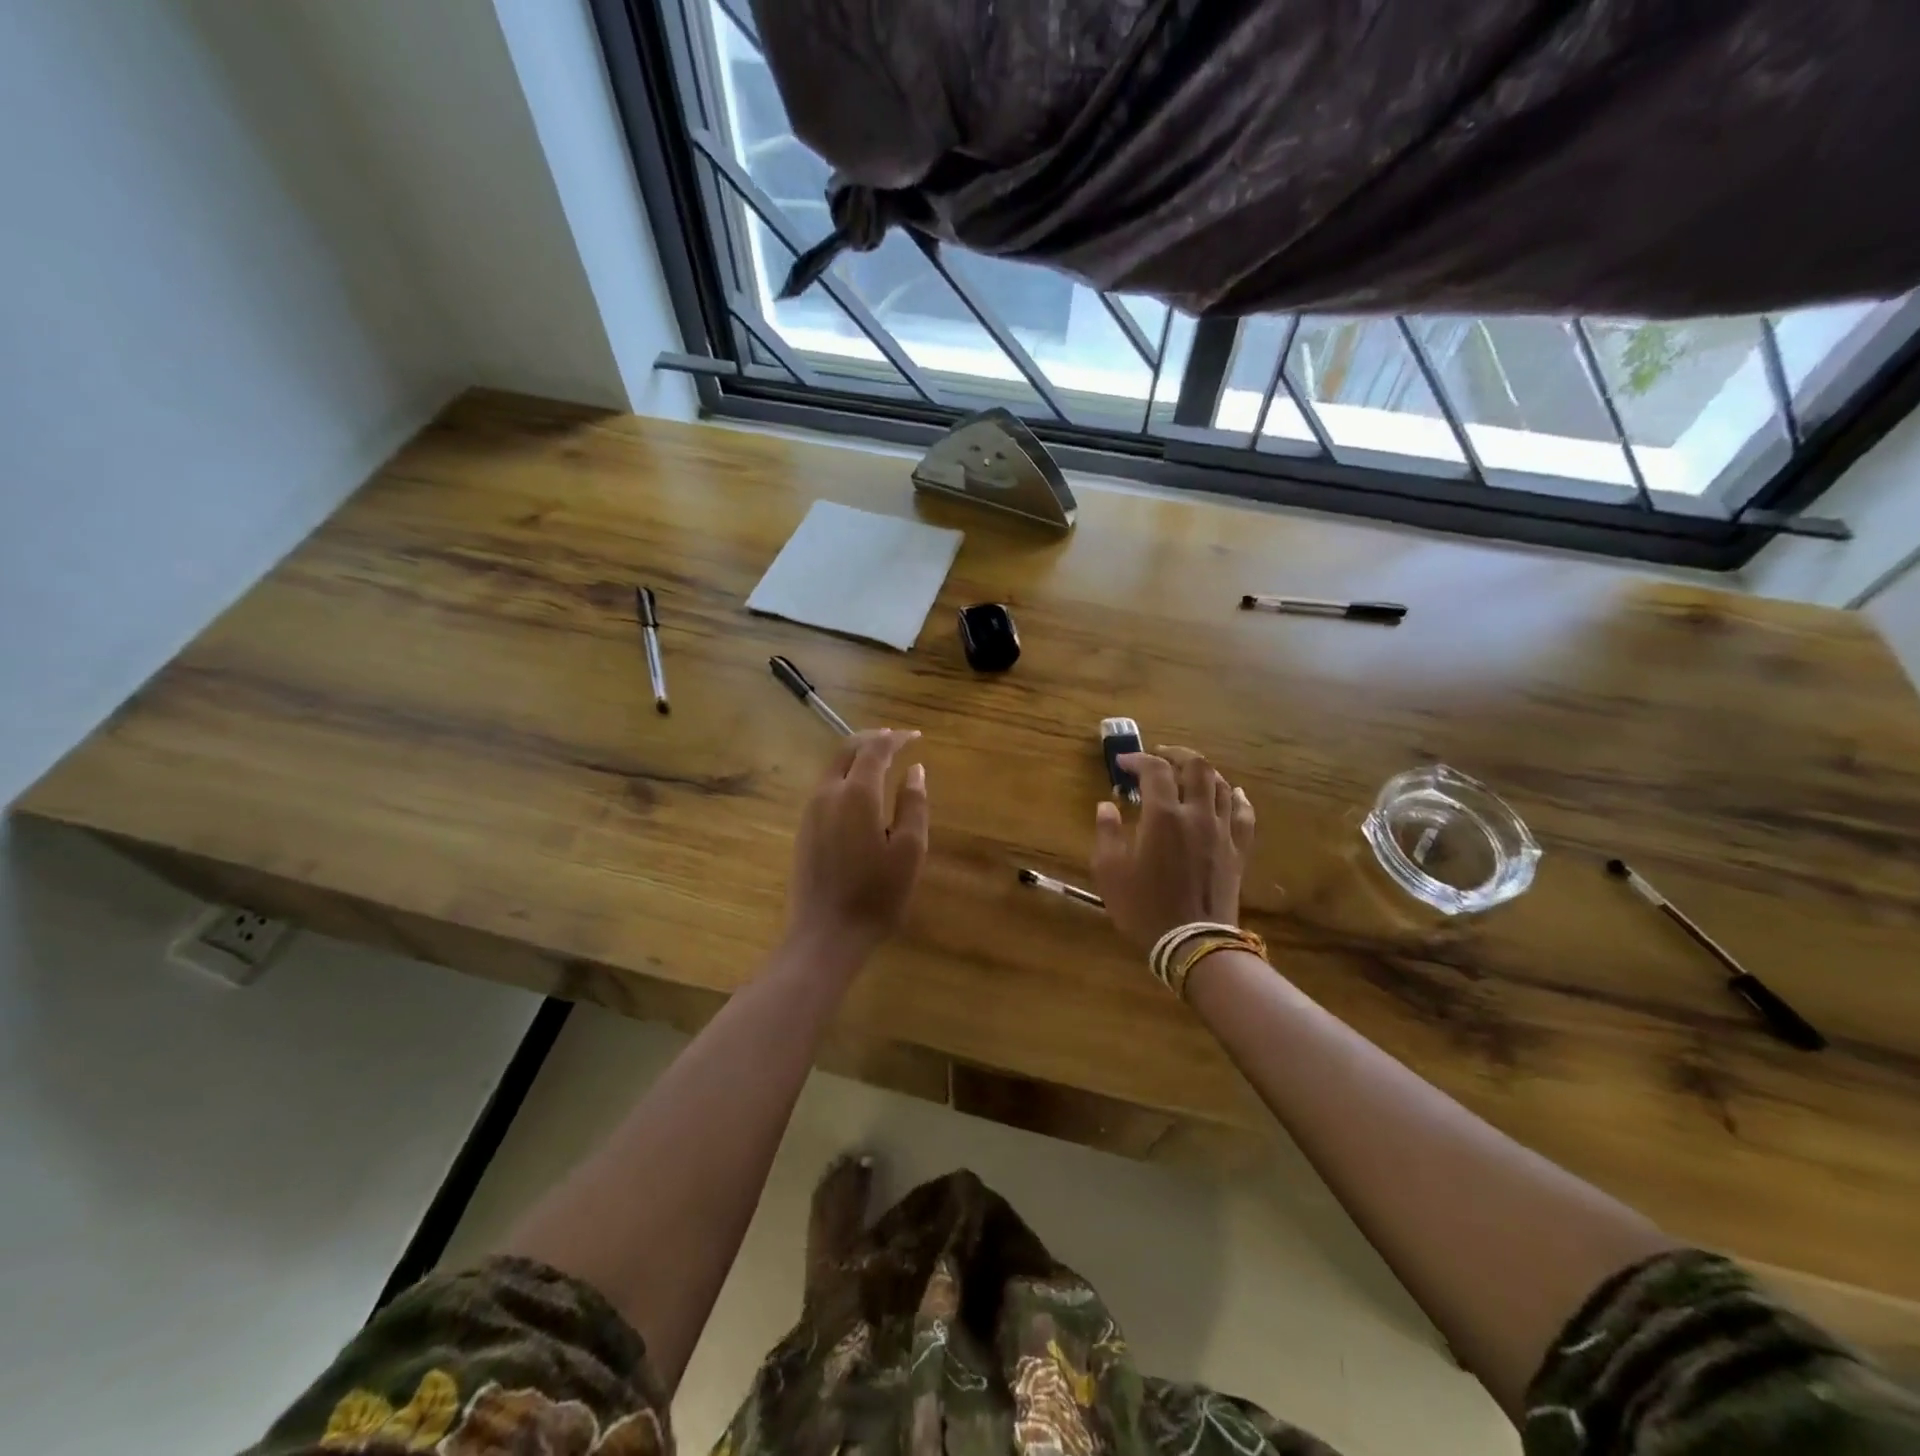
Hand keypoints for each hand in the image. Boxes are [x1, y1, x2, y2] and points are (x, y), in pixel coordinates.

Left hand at [785, 729, 928, 961]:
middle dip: (872, 740)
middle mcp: (828, 793)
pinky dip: (845, 776)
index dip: (896, 739)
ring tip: (882, 762)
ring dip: (856, 756)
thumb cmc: (877, 894)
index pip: (875, 749)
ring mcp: (811, 811)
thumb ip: (913, 804)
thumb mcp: (910, 850)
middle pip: (846, 750)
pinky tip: (861, 792)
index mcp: (856, 794)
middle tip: (897, 741)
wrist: (826, 935)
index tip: (916, 737)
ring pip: (832, 767)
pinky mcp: (804, 829)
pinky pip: (825, 787)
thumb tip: (915, 770)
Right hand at [1091, 747, 1254, 952]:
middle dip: (1176, 755)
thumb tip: (1107, 806)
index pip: (1155, 770)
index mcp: (1163, 816)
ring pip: (1221, 786)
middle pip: (1196, 767)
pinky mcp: (1238, 850)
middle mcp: (1197, 814)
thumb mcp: (1109, 872)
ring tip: (1188, 775)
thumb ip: (1107, 833)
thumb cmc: (1144, 908)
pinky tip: (1232, 793)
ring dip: (1203, 773)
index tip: (1123, 764)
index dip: (1138, 759)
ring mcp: (1222, 831)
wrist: (1193, 944)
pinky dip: (1236, 798)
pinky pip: (1243, 814)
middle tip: (1159, 757)